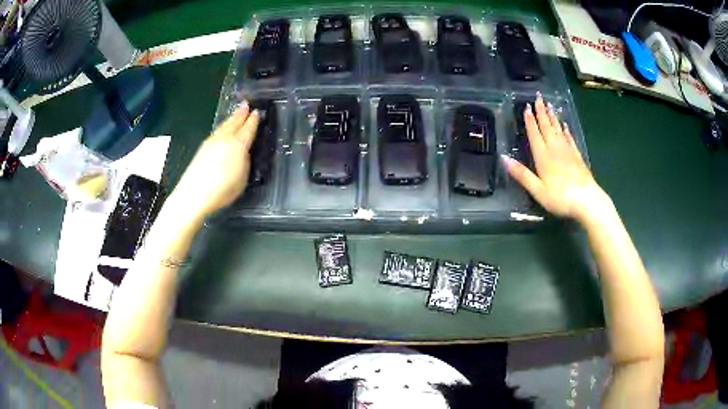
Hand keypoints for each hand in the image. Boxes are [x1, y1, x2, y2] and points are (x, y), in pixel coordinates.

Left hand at [169, 102, 259, 219]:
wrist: (193, 194)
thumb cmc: (222, 190)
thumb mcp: (242, 179)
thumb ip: (244, 163)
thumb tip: (242, 154)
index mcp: (238, 144)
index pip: (248, 128)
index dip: (254, 120)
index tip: (257, 112)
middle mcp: (225, 138)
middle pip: (234, 122)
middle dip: (241, 113)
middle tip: (246, 104)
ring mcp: (211, 141)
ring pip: (224, 125)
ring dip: (231, 118)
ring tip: (236, 114)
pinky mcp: (202, 148)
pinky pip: (216, 132)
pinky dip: (222, 127)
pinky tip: (222, 129)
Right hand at [503, 95, 610, 223]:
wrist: (587, 201)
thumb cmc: (560, 198)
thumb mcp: (537, 190)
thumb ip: (521, 174)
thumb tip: (503, 157)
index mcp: (544, 157)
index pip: (535, 134)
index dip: (530, 121)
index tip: (526, 107)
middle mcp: (555, 150)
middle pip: (547, 127)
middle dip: (541, 112)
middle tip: (538, 97)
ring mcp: (568, 152)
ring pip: (559, 130)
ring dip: (553, 117)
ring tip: (549, 105)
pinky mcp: (578, 158)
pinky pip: (570, 140)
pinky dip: (567, 131)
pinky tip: (565, 126)